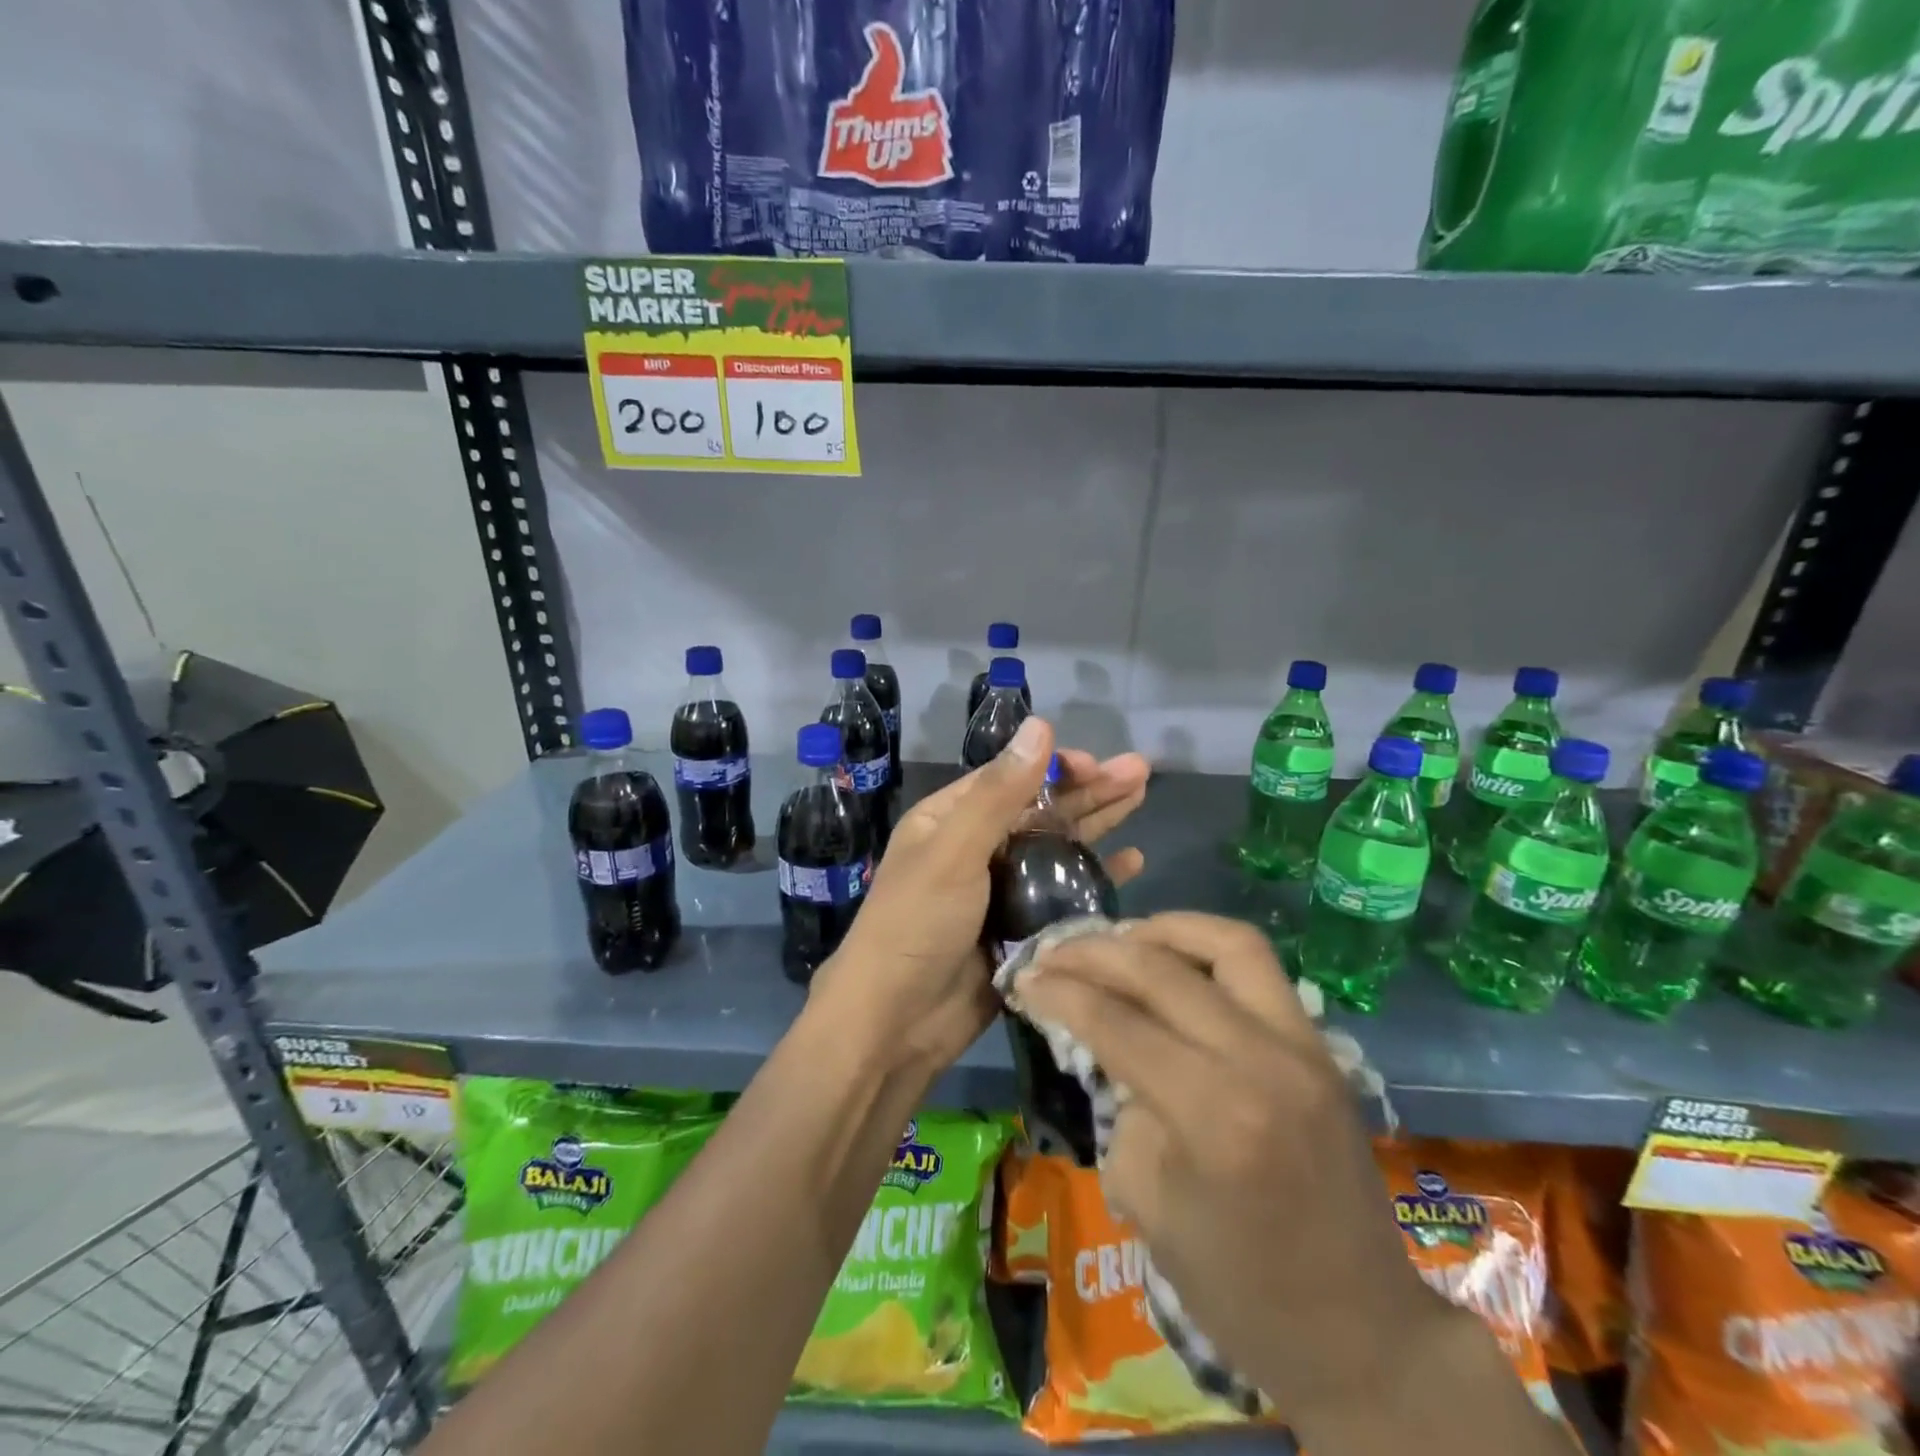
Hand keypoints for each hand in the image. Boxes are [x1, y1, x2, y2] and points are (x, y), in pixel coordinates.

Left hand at [809, 717, 1149, 1093]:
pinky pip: (1065, 893)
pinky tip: (1133, 862)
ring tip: (1141, 798)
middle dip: (1089, 790)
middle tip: (1140, 772)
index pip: (1011, 778)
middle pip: (1042, 810)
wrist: (895, 1023)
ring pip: (1058, 847)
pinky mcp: (1022, 928)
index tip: (1098, 764)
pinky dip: (1097, 876)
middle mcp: (977, 848)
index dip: (1056, 767)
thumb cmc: (916, 924)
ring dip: (1098, 824)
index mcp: (951, 820)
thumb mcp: (953, 850)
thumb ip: (1000, 792)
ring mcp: (1002, 890)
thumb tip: (1039, 724)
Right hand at [1015, 913, 1440, 1427]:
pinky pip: (1259, 969)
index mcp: (1216, 1115)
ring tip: (1119, 940)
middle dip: (1095, 952)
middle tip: (1054, 953)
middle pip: (1162, 970)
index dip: (1060, 992)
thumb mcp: (1149, 1203)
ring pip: (1228, 943)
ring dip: (1162, 929)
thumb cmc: (1239, 1289)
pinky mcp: (1321, 1047)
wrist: (1363, 1335)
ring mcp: (1304, 1047)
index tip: (1024, 978)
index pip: (1118, 1023)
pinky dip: (1206, 950)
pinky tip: (1173, 962)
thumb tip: (1110, 1046)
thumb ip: (1123, 1105)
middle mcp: (1264, 1061)